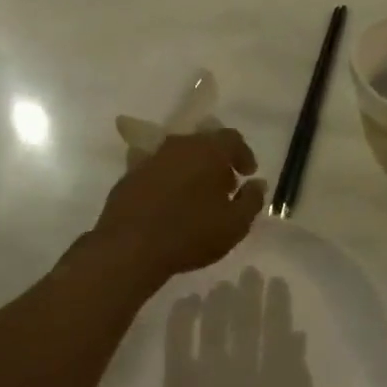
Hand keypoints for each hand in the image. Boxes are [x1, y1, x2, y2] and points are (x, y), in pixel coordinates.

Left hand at [89, 129, 265, 289]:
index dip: (243, 155)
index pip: (232, 138)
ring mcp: (150, 159)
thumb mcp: (235, 224)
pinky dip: (168, 181)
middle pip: (204, 144)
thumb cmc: (191, 234)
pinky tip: (169, 204)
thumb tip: (257, 184)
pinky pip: (157, 171)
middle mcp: (178, 145)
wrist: (130, 247)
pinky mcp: (129, 176)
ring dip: (191, 170)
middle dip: (217, 162)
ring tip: (197, 198)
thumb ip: (252, 200)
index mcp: (207, 150)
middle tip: (224, 188)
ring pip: (178, 156)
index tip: (247, 174)